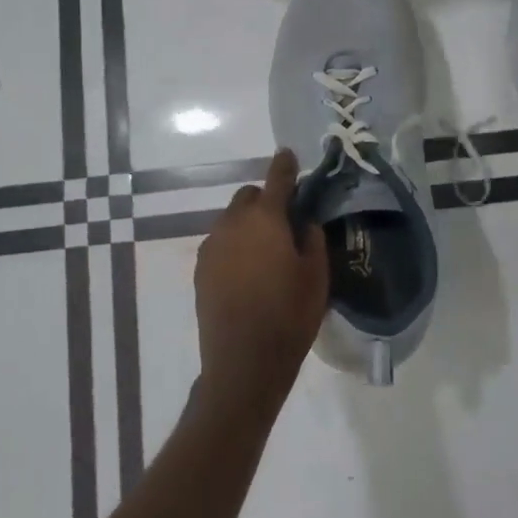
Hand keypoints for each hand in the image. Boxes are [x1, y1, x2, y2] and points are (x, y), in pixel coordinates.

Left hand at [194, 149, 329, 418]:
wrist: (243, 362)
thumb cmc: (289, 316)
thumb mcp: (317, 277)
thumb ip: (311, 239)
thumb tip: (303, 222)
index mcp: (265, 220)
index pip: (276, 179)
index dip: (285, 165)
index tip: (289, 154)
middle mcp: (232, 224)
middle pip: (248, 197)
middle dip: (265, 200)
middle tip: (285, 222)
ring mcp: (212, 247)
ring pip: (231, 220)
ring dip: (248, 224)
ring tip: (266, 251)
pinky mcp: (200, 270)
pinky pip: (220, 243)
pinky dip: (234, 245)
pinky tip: (247, 271)